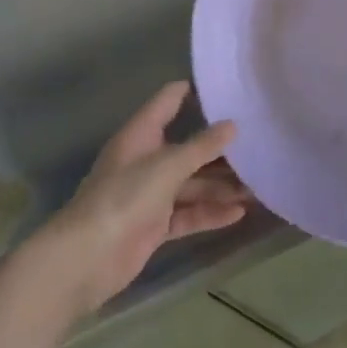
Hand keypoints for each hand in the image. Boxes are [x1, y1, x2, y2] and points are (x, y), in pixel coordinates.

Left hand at [44, 82, 249, 310]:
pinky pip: (188, 214)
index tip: (230, 88)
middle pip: (188, 147)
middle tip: (259, 142)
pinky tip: (238, 213)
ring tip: (258, 185)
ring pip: (192, 184)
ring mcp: (150, 195)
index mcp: (141, 135)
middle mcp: (146, 160)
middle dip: (220, 148)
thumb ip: (201, 146)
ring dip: (222, 185)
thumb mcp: (167, 165)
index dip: (195, 92)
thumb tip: (232, 125)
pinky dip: (210, 212)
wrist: (86, 259)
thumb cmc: (124, 198)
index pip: (168, 102)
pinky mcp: (155, 226)